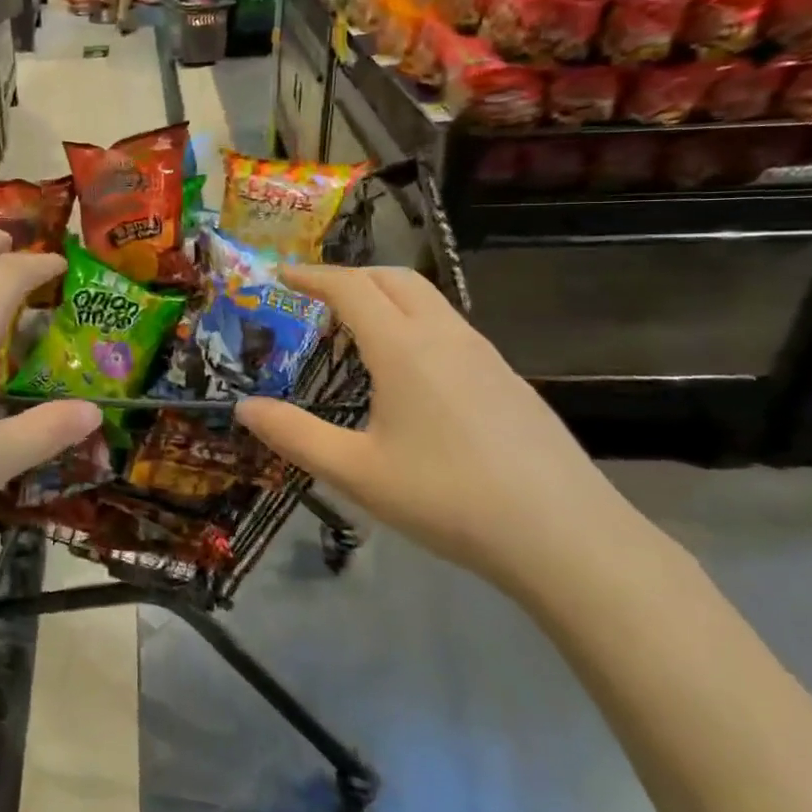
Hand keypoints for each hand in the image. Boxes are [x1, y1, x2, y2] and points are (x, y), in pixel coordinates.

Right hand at [235, 266, 630, 591]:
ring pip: (428, 300)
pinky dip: (414, 322)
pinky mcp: (509, 380)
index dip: (312, 275)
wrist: (567, 537)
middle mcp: (446, 337)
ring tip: (356, 328)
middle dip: (349, 275)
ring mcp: (485, 355)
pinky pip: (450, 328)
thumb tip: (243, 408)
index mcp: (404, 348)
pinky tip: (409, 370)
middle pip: (394, 278)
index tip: (281, 274)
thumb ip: (293, 435)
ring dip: (385, 296)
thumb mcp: (355, 472)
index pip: (351, 288)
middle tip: (314, 295)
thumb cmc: (448, 499)